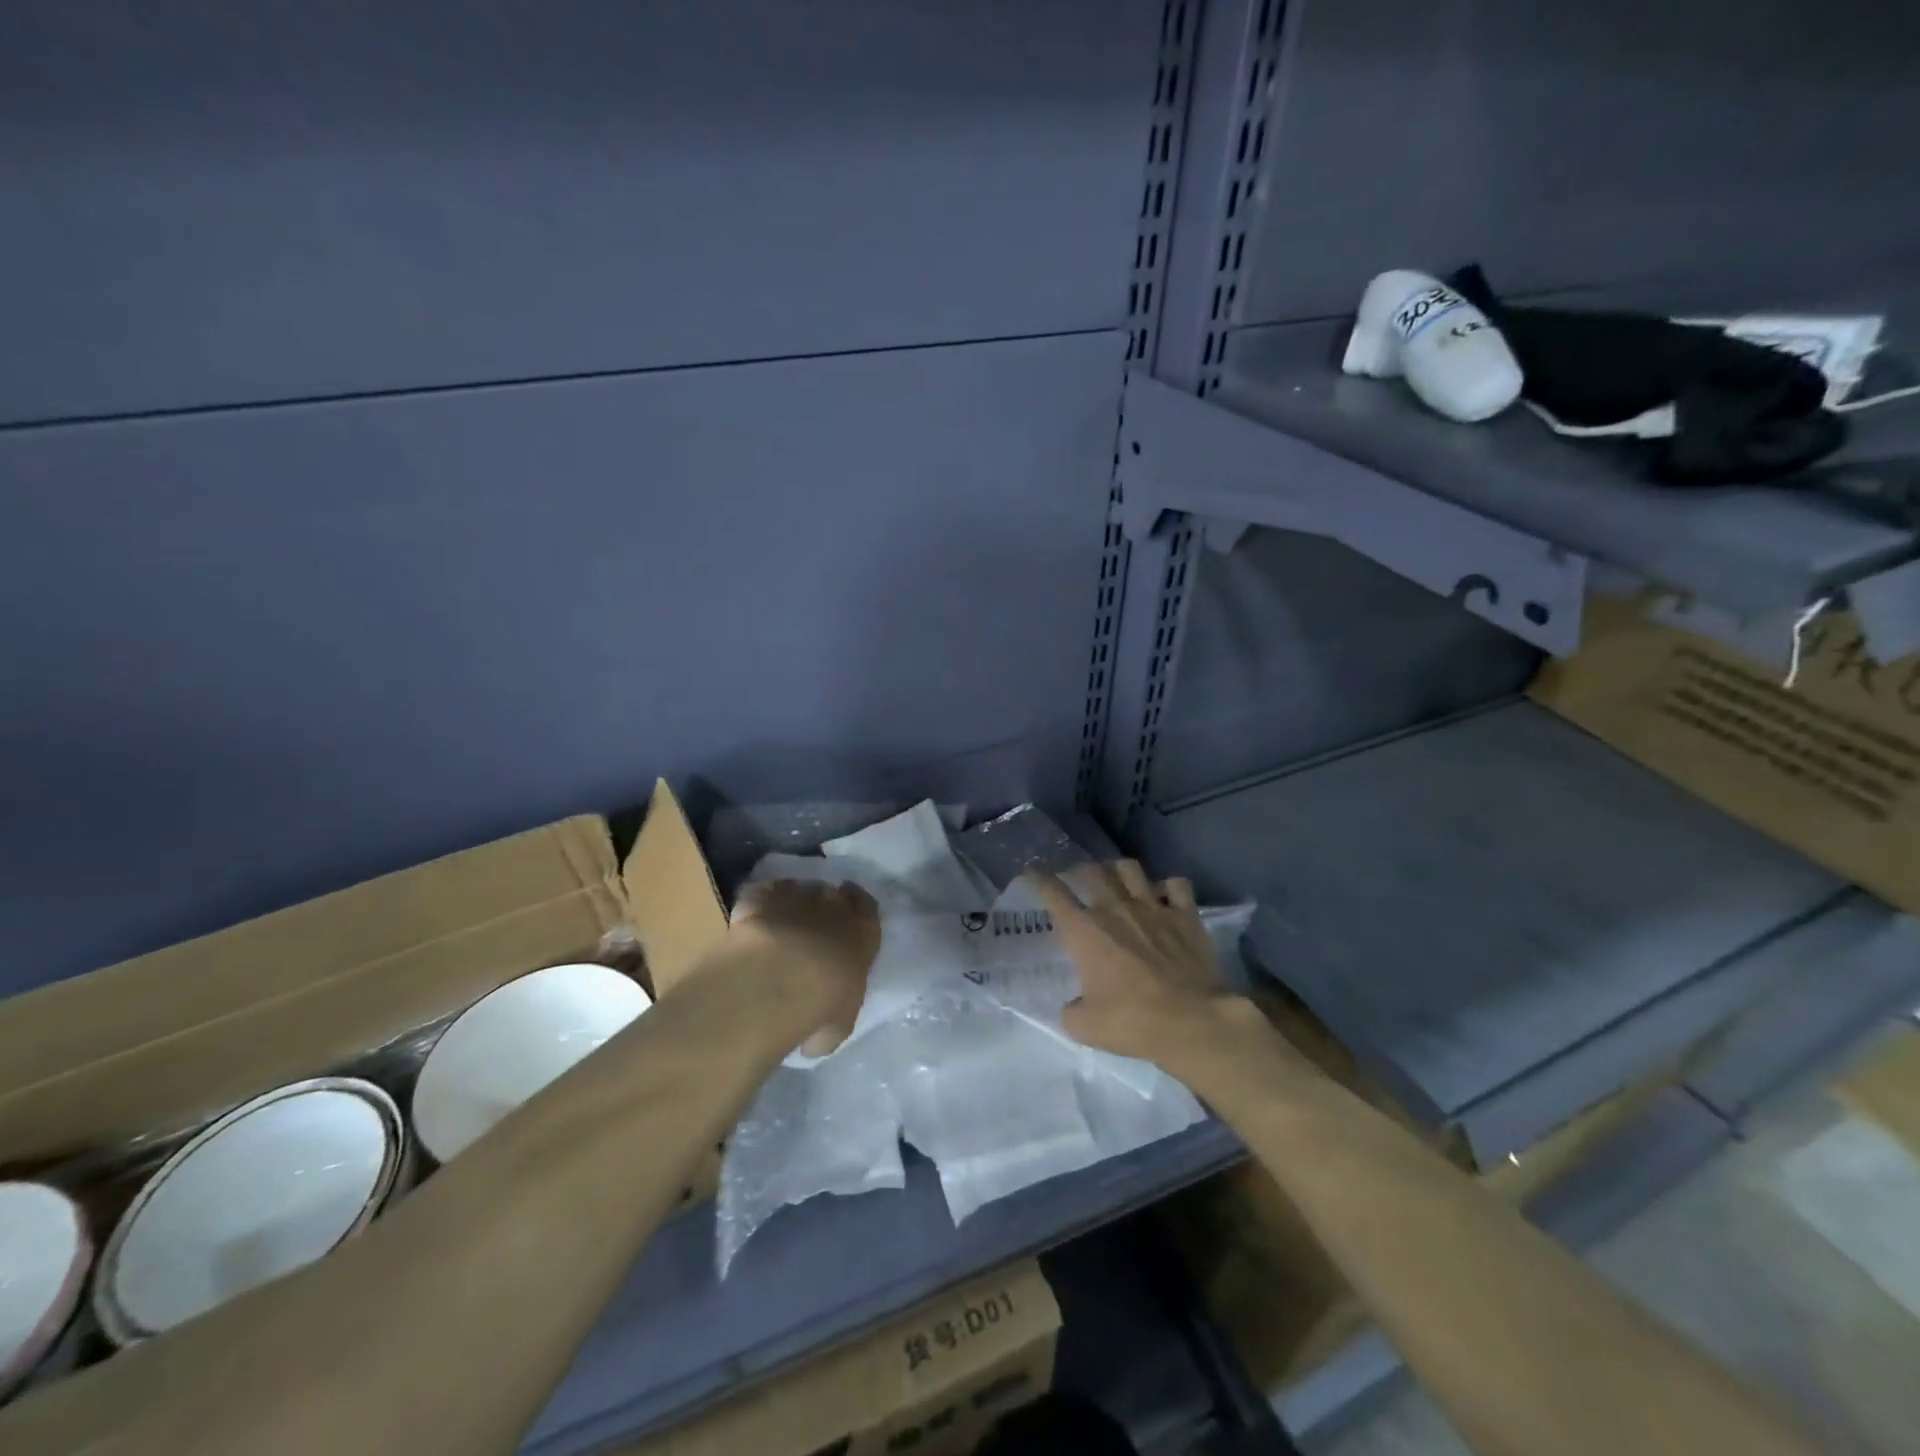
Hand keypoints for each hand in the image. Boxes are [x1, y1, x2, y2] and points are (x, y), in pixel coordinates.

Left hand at [730, 879, 881, 1054]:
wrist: (778, 978)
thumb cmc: (821, 1004)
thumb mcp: (838, 1024)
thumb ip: (833, 1019)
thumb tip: (817, 1033)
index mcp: (863, 933)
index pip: (868, 909)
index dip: (858, 909)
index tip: (849, 916)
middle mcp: (834, 906)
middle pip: (834, 893)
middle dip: (825, 904)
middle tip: (813, 922)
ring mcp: (797, 895)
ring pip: (799, 889)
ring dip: (792, 902)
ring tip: (779, 922)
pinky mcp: (762, 897)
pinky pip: (763, 893)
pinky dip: (759, 903)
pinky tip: (752, 919)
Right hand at [1027, 860, 1254, 1068]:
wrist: (1193, 1020)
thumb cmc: (1133, 1021)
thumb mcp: (1085, 1027)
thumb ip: (1071, 1010)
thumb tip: (1073, 1006)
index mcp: (1085, 930)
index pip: (1054, 893)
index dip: (1039, 880)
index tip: (1032, 873)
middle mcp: (1115, 908)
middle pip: (1092, 872)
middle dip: (1079, 872)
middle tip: (1077, 880)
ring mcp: (1153, 907)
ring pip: (1130, 869)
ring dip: (1118, 871)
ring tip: (1117, 880)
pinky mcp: (1186, 915)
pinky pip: (1176, 885)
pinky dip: (1168, 888)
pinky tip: (1165, 897)